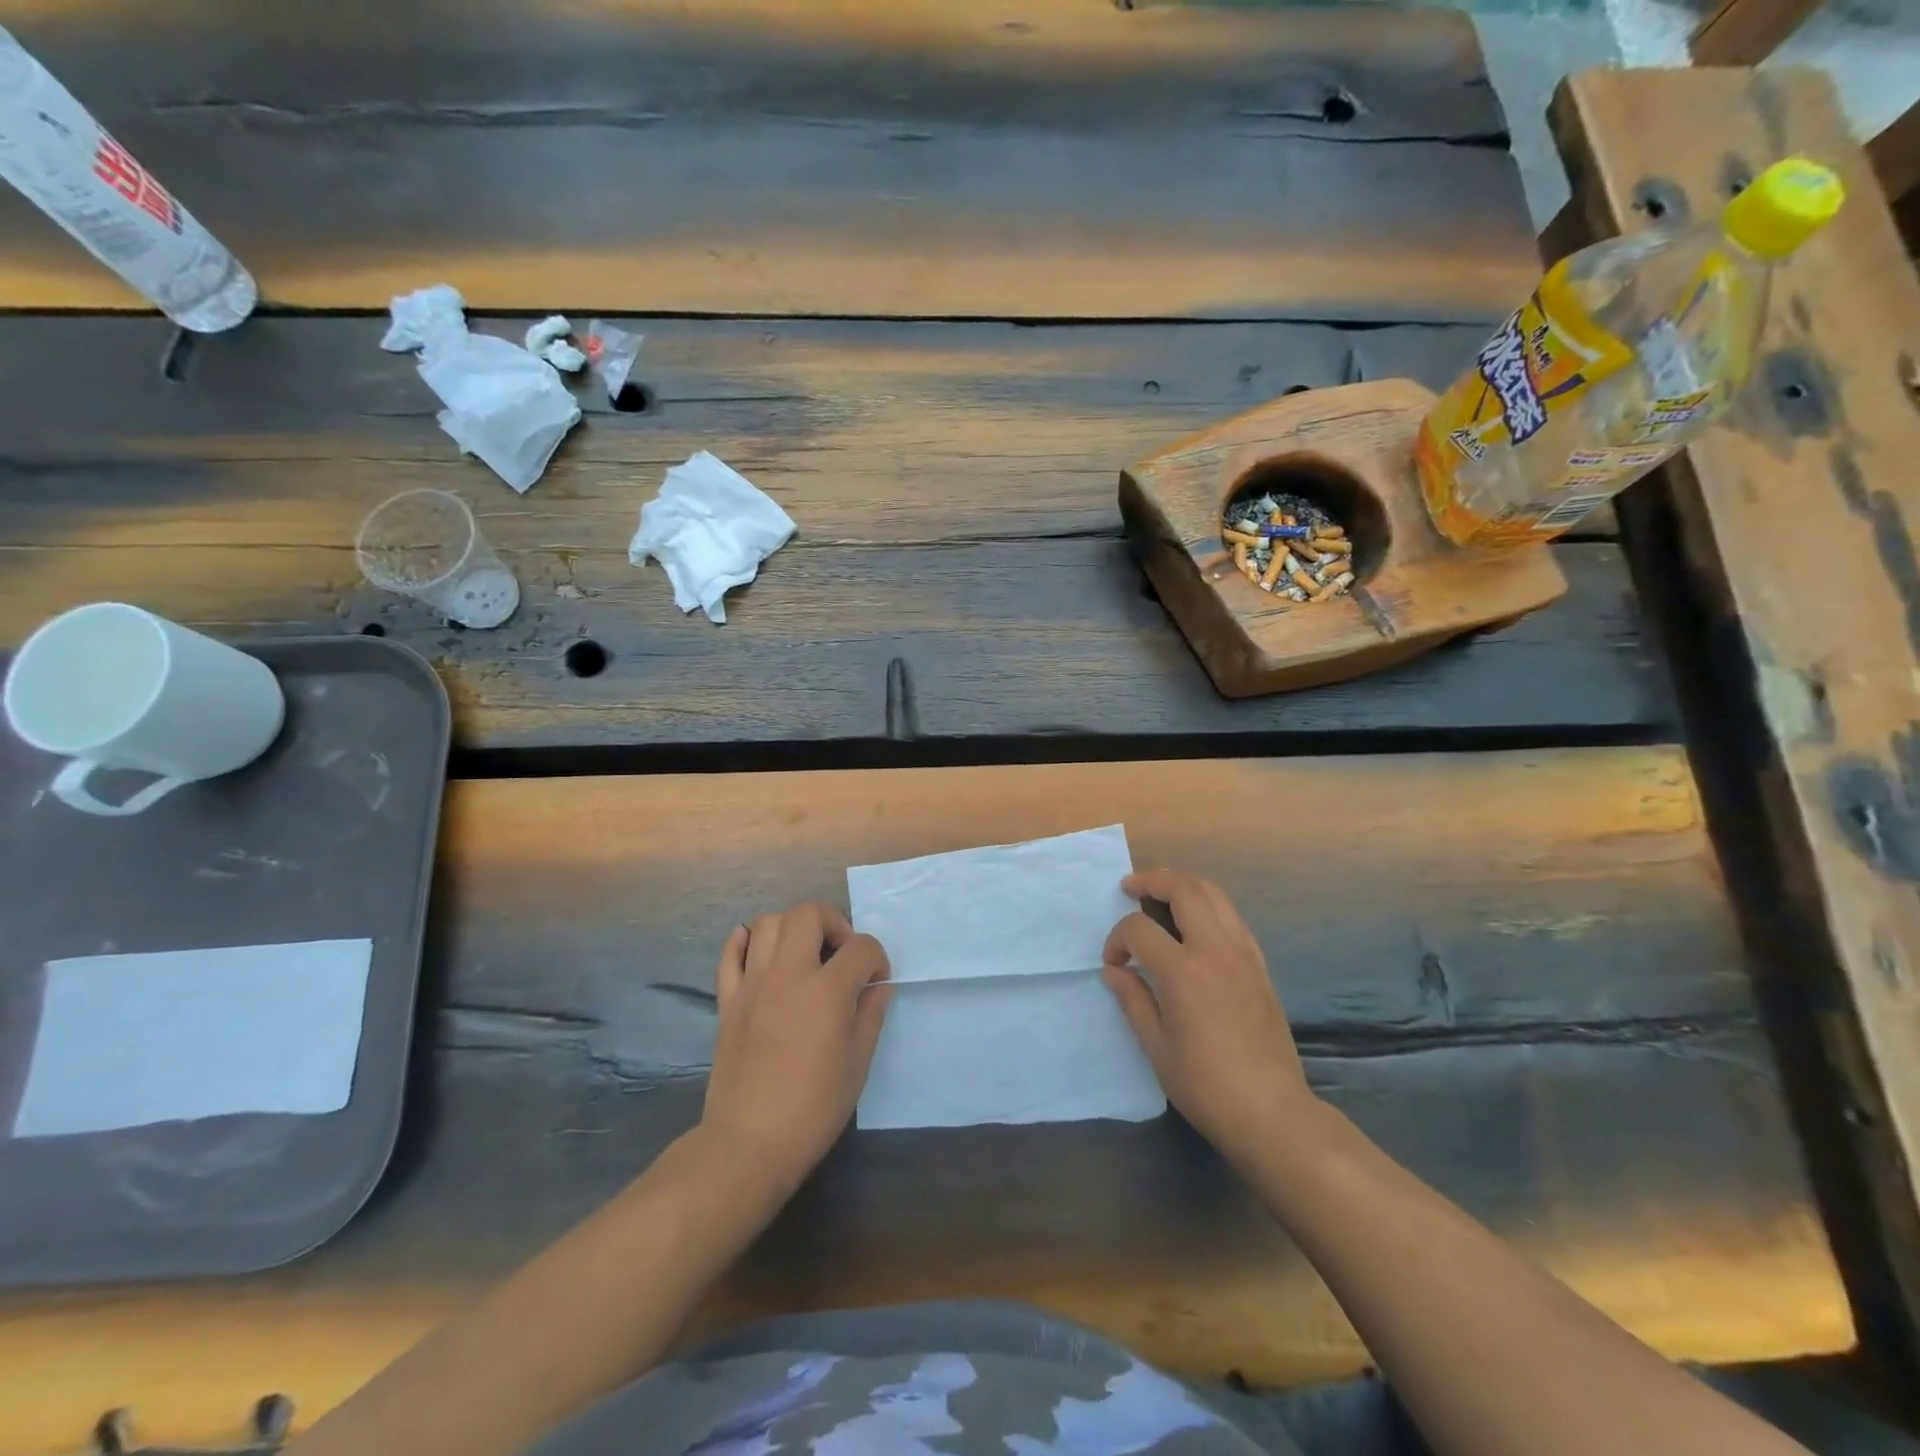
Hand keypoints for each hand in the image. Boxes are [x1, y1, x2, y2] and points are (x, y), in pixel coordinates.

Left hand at [702, 902, 891, 1189]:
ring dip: (793, 928)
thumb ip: (871, 1015)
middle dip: (834, 923)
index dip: (877, 959)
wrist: (749, 1142)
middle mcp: (788, 974)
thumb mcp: (858, 1064)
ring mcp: (752, 984)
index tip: (876, 982)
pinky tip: (760, 951)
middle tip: (840, 953)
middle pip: (808, 913)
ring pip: (768, 922)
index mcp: (827, 991)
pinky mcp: (727, 999)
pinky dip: (745, 941)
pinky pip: (730, 953)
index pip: (861, 947)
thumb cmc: (813, 1108)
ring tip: (804, 955)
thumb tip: (878, 987)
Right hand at [1102, 869, 1313, 1162]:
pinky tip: (1195, 924)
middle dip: (1153, 880)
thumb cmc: (1205, 1084)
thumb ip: (1133, 999)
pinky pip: (1232, 917)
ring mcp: (1243, 954)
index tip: (1114, 964)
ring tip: (1161, 894)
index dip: (1118, 939)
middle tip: (1131, 888)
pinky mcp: (1259, 965)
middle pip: (1184, 889)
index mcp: (1183, 971)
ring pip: (1214, 894)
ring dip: (1183, 885)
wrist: (1271, 1111)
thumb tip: (1114, 971)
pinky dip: (1208, 906)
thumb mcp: (1156, 1047)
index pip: (1139, 929)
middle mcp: (1215, 950)